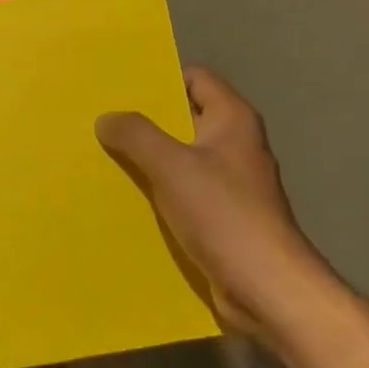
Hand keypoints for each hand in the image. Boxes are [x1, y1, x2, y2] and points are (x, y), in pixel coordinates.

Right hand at [96, 66, 326, 337]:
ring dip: (148, 159)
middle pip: (185, 118)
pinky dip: (159, 192)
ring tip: (104, 157)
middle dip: (146, 121)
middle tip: (102, 121)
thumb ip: (136, 135)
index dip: (160, 78)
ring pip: (181, 158)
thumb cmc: (223, 214)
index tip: (120, 88)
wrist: (266, 288)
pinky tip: (127, 198)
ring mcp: (231, 183)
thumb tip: (107, 117)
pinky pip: (184, 193)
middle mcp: (235, 144)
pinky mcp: (223, 217)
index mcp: (233, 120)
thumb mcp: (171, 166)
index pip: (195, 78)